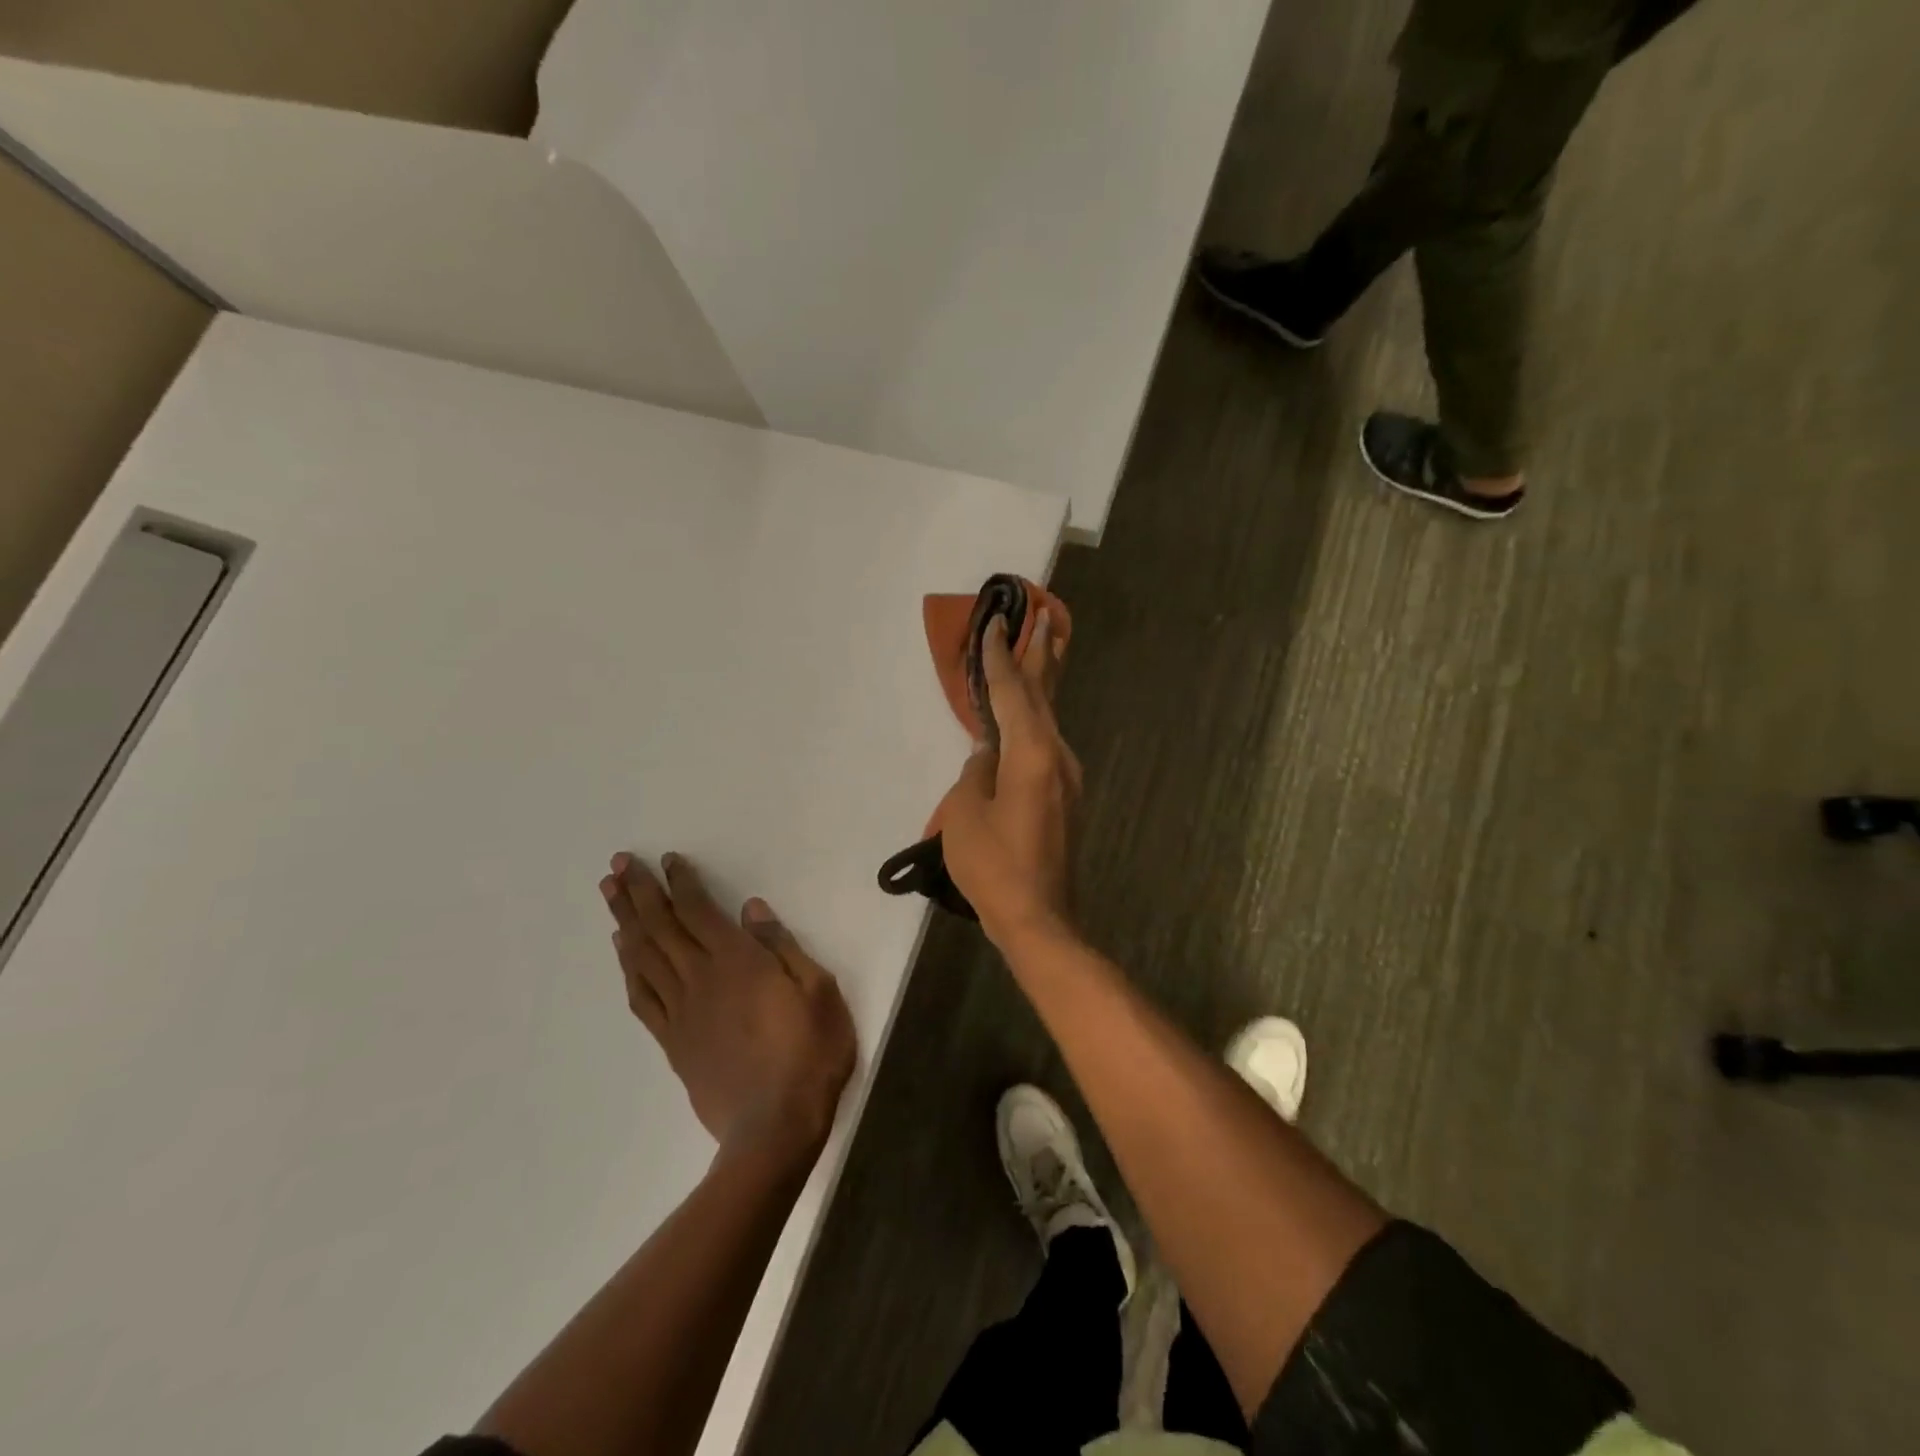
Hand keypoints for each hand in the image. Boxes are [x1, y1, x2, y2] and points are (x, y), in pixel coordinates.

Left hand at [600, 852, 856, 1156]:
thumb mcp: (818, 990)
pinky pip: (642, 997)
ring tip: (609, 894)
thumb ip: (782, 946)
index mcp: (737, 961)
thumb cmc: (810, 1053)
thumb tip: (751, 909)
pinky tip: (622, 952)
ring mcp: (682, 1012)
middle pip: (661, 927)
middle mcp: (701, 978)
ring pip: (644, 957)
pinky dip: (628, 969)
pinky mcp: (673, 1042)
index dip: (681, 882)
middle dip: (639, 892)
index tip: (665, 859)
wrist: (775, 1126)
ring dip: (625, 921)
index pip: (699, 911)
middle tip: (618, 864)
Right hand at [938, 610, 1081, 946]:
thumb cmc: (994, 866)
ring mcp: (1066, 777)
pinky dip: (1035, 720)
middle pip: (1043, 695)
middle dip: (1040, 655)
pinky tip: (1025, 717)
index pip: (1012, 693)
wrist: (1038, 918)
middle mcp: (1056, 756)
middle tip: (1041, 616)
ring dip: (1040, 685)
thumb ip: (976, 772)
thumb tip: (987, 752)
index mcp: (1031, 754)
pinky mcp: (1064, 796)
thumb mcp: (966, 814)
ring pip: (1048, 720)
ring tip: (1038, 652)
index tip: (995, 623)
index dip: (1000, 657)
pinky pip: (1046, 744)